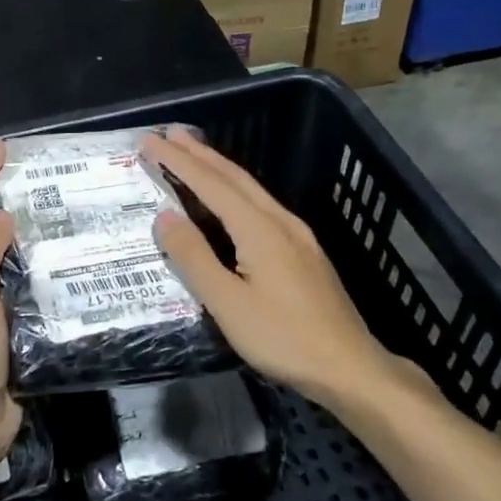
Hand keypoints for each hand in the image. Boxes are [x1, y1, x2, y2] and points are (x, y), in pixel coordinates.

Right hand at [142, 127, 431, 411]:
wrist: (349, 366)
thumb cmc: (283, 338)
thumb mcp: (228, 304)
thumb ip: (194, 258)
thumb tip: (164, 216)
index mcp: (259, 229)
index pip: (211, 184)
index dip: (178, 161)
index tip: (151, 141)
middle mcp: (280, 221)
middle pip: (235, 177)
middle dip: (199, 153)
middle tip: (169, 134)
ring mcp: (298, 235)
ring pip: (251, 188)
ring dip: (219, 167)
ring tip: (194, 153)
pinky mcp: (305, 251)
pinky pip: (262, 204)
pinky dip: (237, 189)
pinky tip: (233, 197)